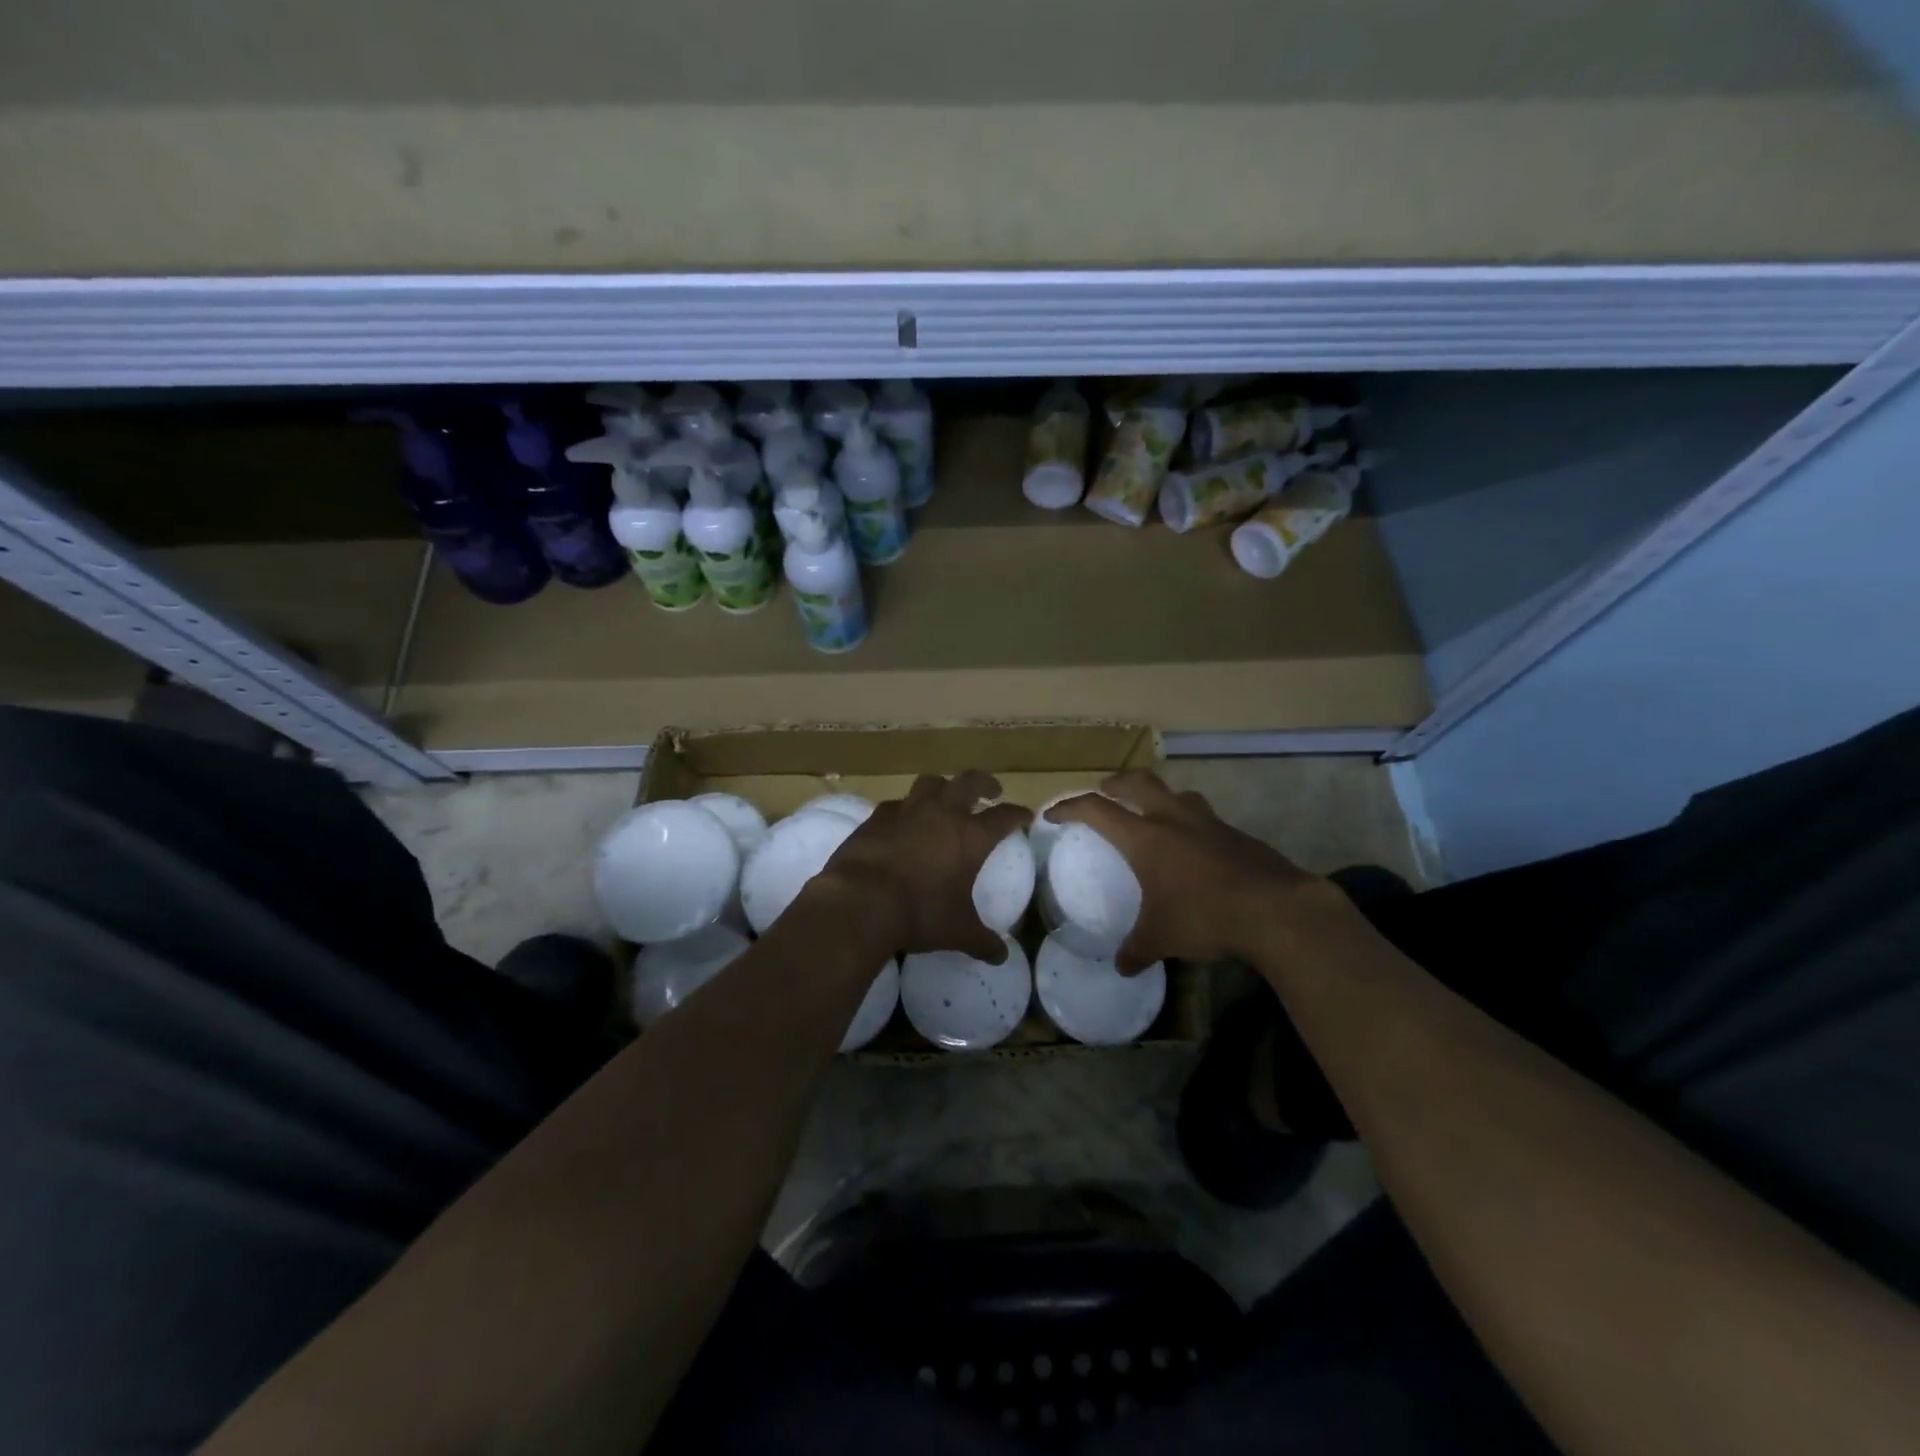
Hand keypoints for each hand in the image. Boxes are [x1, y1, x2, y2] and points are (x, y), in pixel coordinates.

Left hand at [813, 771, 1032, 962]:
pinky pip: (896, 804)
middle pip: (969, 781)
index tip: (1024, 815)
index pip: (1004, 817)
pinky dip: (905, 809)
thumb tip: (1001, 957)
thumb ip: (981, 941)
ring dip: (943, 787)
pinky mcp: (877, 817)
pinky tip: (902, 822)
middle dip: (984, 783)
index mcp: (971, 836)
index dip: (1017, 814)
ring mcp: (907, 810)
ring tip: (945, 798)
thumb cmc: (920, 913)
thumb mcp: (957, 932)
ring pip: (930, 782)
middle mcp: (942, 814)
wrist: (861, 901)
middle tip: (991, 791)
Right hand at [1046, 770, 1334, 970]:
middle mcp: (1174, 819)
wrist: (1277, 910)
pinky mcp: (1237, 834)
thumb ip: (1137, 950)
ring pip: (1177, 794)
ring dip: (1160, 798)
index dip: (1070, 807)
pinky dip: (1191, 824)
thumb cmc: (1205, 917)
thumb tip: (1121, 968)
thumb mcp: (1162, 938)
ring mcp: (1209, 823)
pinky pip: (1205, 819)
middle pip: (1139, 782)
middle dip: (1117, 783)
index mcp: (1145, 838)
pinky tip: (1196, 850)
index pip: (1096, 809)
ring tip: (1155, 815)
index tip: (1054, 814)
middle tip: (1106, 791)